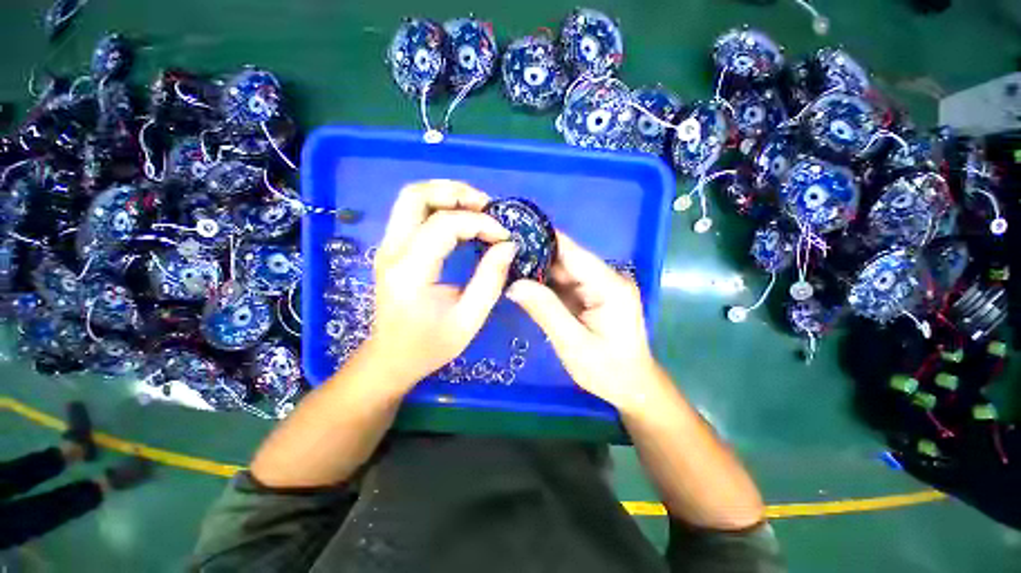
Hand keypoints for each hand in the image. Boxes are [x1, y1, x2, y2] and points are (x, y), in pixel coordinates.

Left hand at [364, 180, 516, 389]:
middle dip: (456, 193)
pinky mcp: (392, 248)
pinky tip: (462, 219)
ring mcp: (388, 246)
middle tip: (487, 206)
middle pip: (416, 195)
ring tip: (478, 209)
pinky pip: (414, 212)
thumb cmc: (430, 345)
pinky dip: (440, 207)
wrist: (392, 357)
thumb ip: (490, 280)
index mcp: (410, 271)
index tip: (504, 236)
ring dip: (447, 195)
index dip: (479, 223)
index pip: (444, 226)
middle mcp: (392, 251)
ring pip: (412, 198)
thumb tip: (508, 246)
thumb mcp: (469, 320)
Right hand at [507, 232, 661, 411]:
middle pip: (566, 260)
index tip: (513, 232)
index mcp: (610, 285)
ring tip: (506, 266)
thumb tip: (514, 284)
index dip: (543, 239)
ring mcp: (600, 286)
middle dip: (535, 256)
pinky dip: (545, 285)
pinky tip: (524, 283)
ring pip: (563, 271)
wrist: (632, 387)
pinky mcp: (592, 296)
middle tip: (501, 254)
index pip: (573, 252)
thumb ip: (545, 310)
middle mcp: (607, 278)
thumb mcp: (572, 343)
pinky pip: (564, 284)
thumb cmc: (608, 370)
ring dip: (537, 271)